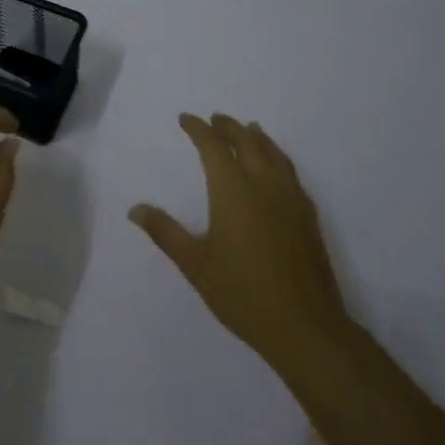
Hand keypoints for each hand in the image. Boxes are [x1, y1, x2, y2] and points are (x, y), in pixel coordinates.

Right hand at [129, 113, 351, 380]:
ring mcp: (290, 198)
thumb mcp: (194, 263)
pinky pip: (290, 172)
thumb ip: (165, 232)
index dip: (198, 129)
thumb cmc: (241, 292)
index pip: (213, 146)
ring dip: (257, 137)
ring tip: (249, 129)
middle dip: (229, 127)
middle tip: (216, 119)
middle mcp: (263, 184)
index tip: (186, 119)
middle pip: (247, 142)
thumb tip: (135, 209)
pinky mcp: (308, 216)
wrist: (304, 325)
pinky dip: (277, 158)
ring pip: (274, 154)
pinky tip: (276, 169)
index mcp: (232, 189)